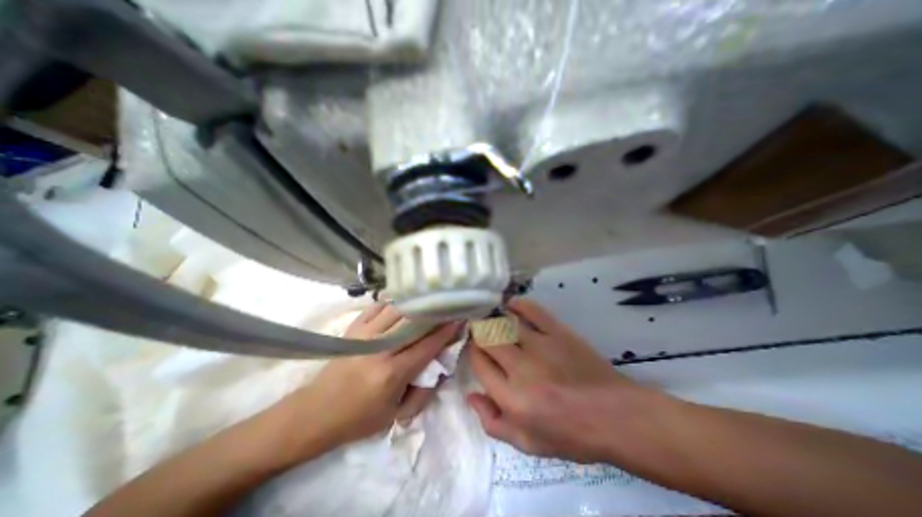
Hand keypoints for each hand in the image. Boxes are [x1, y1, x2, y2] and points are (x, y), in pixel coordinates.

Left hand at [276, 302, 458, 456]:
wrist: (315, 414)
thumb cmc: (358, 419)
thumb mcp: (395, 416)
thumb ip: (423, 394)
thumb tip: (440, 369)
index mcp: (392, 373)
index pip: (427, 345)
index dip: (445, 331)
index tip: (458, 319)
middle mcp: (380, 349)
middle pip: (414, 322)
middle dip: (434, 312)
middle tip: (448, 305)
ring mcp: (364, 335)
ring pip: (396, 309)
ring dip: (415, 303)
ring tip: (428, 300)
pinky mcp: (353, 329)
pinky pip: (377, 307)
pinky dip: (392, 302)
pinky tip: (402, 302)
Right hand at [472, 298, 666, 464]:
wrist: (617, 417)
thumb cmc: (572, 435)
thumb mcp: (528, 444)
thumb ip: (493, 422)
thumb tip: (470, 394)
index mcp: (513, 399)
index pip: (479, 364)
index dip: (472, 353)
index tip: (475, 350)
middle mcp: (522, 369)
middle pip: (487, 338)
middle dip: (478, 333)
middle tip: (480, 333)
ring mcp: (541, 346)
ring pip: (504, 322)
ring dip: (493, 319)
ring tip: (491, 319)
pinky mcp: (559, 332)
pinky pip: (532, 310)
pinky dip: (518, 304)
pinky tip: (511, 305)